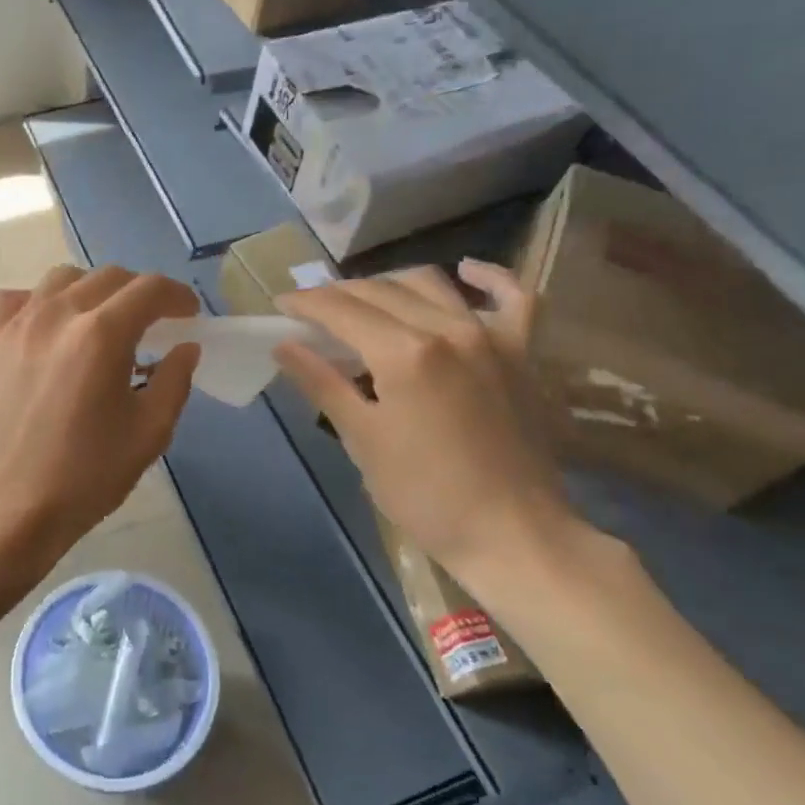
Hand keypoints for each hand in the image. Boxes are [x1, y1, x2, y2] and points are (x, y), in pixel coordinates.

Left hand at [0, 264, 200, 575]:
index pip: (150, 289)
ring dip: (92, 291)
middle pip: (109, 277)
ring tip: (100, 323)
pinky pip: (16, 298)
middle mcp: (57, 314)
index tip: (189, 315)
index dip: (178, 296)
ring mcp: (16, 323)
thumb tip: (185, 347)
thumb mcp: (148, 435)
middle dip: (140, 294)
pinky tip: (47, 328)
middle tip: (152, 324)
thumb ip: (174, 381)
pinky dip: (40, 302)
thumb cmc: (83, 478)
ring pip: (62, 279)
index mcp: (102, 335)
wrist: (3, 510)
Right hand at [275, 260, 579, 585]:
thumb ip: (322, 383)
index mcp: (403, 352)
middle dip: (339, 294)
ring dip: (390, 283)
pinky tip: (467, 270)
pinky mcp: (522, 352)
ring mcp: (491, 336)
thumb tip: (283, 345)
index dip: (306, 302)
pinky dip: (489, 278)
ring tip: (366, 301)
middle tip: (313, 310)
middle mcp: (447, 328)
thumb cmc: (424, 495)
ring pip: (432, 284)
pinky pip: (514, 298)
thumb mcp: (362, 439)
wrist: (512, 534)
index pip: (341, 309)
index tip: (281, 303)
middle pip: (380, 291)